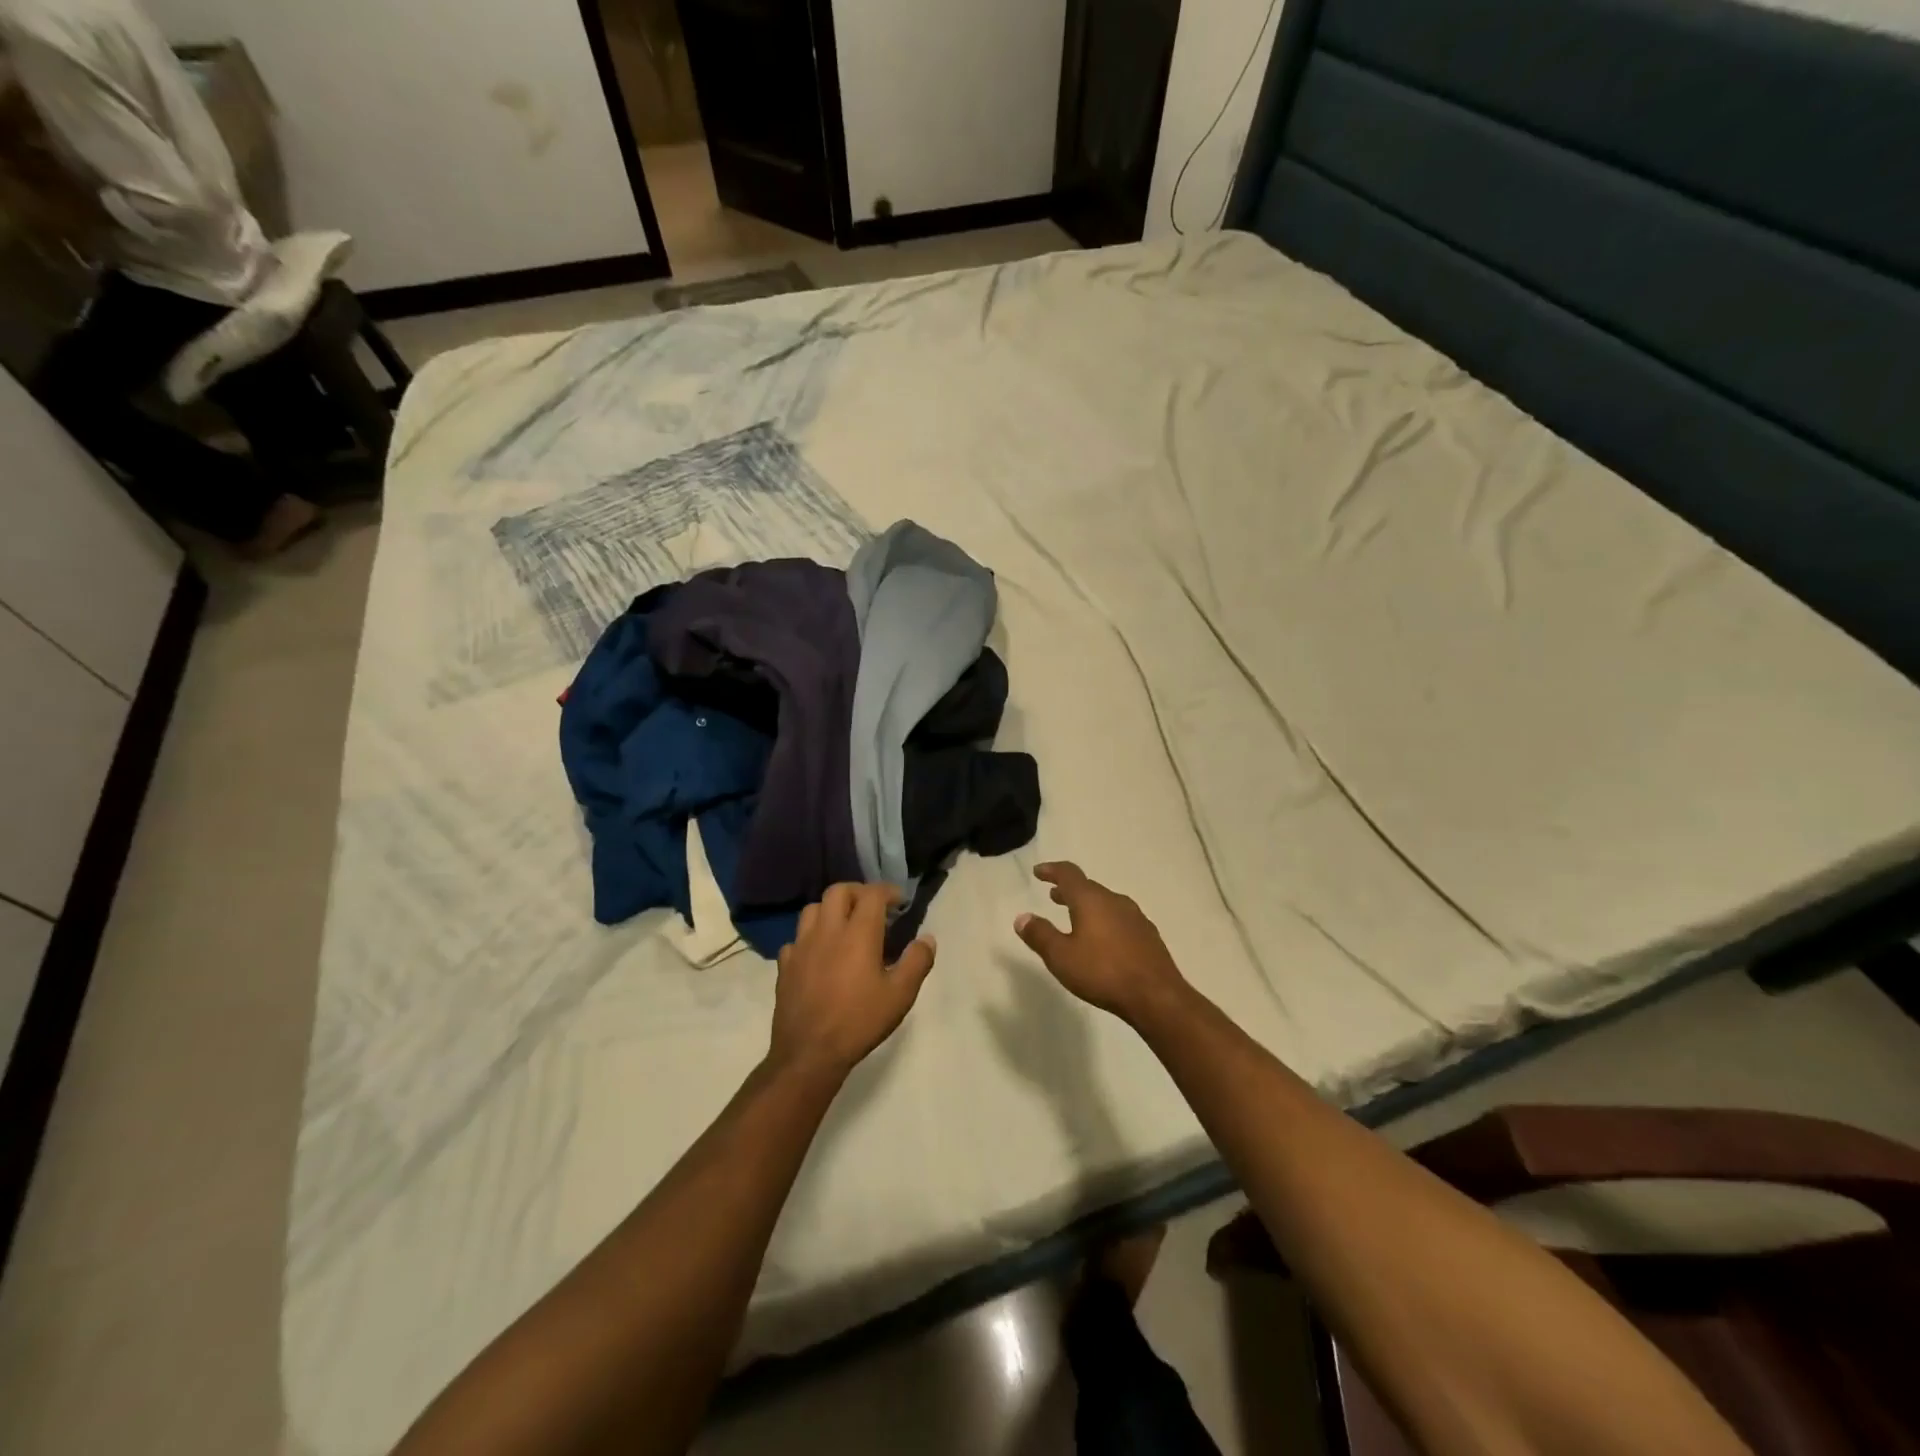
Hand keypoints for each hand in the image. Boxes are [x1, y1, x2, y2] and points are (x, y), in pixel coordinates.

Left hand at [770, 884, 936, 1079]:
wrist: (809, 1053)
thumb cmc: (859, 1021)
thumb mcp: (900, 995)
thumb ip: (917, 962)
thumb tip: (927, 938)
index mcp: (858, 933)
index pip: (872, 894)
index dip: (888, 891)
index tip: (900, 902)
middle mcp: (827, 931)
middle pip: (838, 891)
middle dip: (858, 892)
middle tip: (872, 908)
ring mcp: (801, 946)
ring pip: (812, 909)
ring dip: (831, 910)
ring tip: (844, 926)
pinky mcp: (785, 965)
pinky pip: (796, 939)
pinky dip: (810, 938)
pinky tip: (818, 955)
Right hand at [1014, 863, 1186, 1022]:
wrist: (1157, 996)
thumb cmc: (1103, 972)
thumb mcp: (1061, 957)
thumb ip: (1040, 935)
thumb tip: (1022, 917)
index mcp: (1091, 900)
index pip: (1068, 874)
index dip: (1052, 870)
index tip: (1039, 872)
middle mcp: (1114, 901)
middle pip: (1088, 888)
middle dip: (1069, 890)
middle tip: (1054, 896)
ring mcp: (1135, 917)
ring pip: (1106, 903)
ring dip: (1088, 906)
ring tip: (1076, 918)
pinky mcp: (1148, 935)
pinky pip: (1120, 919)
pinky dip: (1105, 920)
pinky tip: (1104, 940)